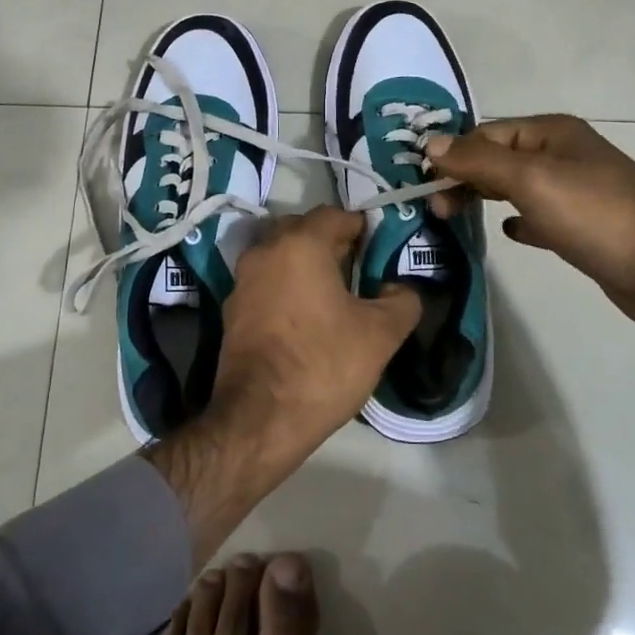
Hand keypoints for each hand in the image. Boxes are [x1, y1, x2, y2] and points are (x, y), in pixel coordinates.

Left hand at [148, 207, 420, 565]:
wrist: (259, 418)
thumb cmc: (323, 365)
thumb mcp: (381, 334)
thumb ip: (402, 301)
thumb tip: (401, 288)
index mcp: (300, 244)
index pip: (334, 215)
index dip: (361, 227)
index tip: (380, 249)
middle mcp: (265, 251)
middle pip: (302, 230)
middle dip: (331, 242)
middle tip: (359, 268)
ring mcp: (242, 280)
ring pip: (280, 255)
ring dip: (305, 264)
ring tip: (334, 294)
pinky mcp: (231, 309)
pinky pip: (265, 282)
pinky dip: (286, 286)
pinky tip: (305, 316)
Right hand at [422, 116, 634, 323]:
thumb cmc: (595, 215)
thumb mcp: (531, 179)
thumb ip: (478, 160)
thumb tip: (429, 142)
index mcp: (551, 133)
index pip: (486, 133)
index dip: (453, 154)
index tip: (424, 185)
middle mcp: (562, 154)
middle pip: (499, 158)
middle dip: (465, 178)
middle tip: (438, 209)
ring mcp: (575, 191)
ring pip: (515, 187)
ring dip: (484, 197)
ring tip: (455, 217)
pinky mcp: (583, 226)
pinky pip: (539, 216)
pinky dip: (519, 221)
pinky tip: (510, 234)